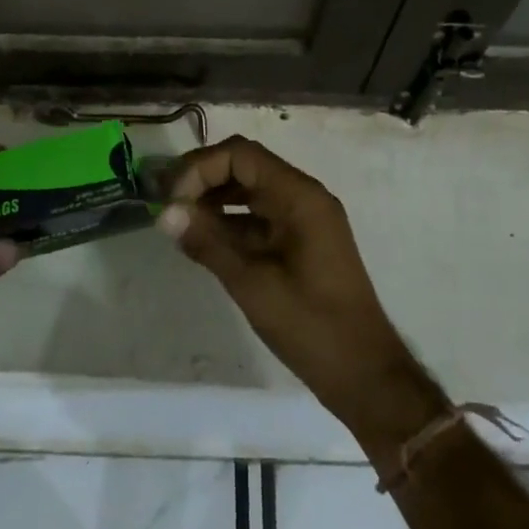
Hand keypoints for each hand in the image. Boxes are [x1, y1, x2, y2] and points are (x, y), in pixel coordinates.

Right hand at [158, 137, 446, 455]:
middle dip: (203, 179)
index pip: (241, 155)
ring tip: (177, 223)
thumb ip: (208, 242)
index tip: (172, 200)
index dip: (200, 168)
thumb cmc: (311, 326)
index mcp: (300, 196)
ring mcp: (304, 219)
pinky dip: (230, 222)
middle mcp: (304, 196)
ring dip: (213, 200)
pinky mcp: (301, 241)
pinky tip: (202, 241)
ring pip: (250, 191)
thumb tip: (164, 213)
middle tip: (166, 205)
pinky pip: (259, 217)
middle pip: (245, 166)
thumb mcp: (252, 284)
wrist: (364, 373)